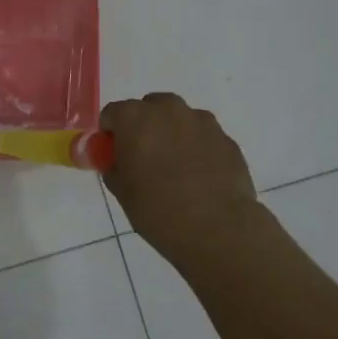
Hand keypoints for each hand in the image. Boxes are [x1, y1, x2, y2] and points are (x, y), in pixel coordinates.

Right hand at [102, 93, 260, 264]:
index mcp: (135, 118)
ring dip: (172, 135)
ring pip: (179, 119)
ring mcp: (202, 122)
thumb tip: (119, 160)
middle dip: (143, 127)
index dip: (110, 134)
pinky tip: (200, 177)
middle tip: (144, 159)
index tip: (114, 155)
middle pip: (148, 108)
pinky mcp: (226, 139)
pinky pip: (203, 137)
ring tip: (177, 170)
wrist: (217, 230)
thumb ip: (114, 165)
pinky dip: (197, 149)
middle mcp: (168, 110)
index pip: (112, 113)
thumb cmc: (157, 210)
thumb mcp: (121, 190)